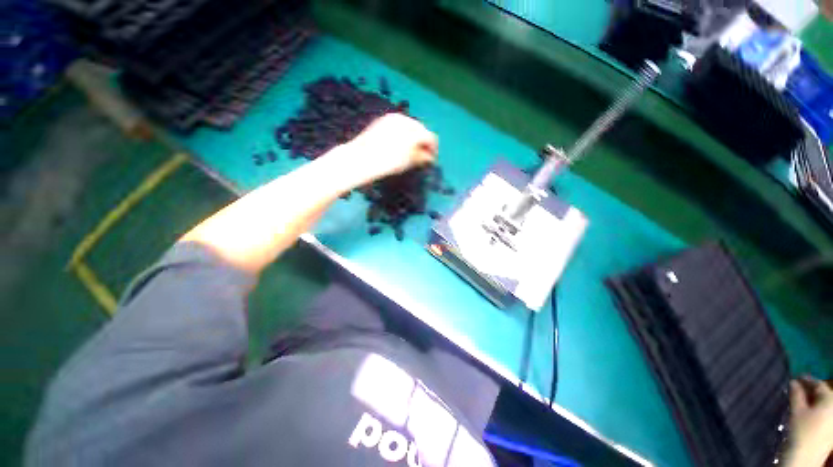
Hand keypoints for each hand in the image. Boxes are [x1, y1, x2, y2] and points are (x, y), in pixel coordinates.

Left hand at [344, 113, 438, 181]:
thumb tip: (429, 157)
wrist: (362, 158)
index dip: (433, 149)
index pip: (430, 138)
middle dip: (423, 142)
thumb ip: (422, 157)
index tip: (432, 159)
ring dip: (413, 137)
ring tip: (411, 151)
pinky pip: (399, 125)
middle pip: (421, 129)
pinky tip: (399, 144)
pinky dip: (403, 134)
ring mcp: (393, 118)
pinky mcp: (383, 120)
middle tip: (422, 155)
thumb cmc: (388, 162)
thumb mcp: (408, 161)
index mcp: (414, 130)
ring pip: (410, 126)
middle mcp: (406, 119)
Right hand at [784, 377, 832, 466]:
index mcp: (830, 398)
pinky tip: (807, 411)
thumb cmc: (801, 431)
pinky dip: (816, 408)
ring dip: (812, 399)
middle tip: (796, 388)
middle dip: (810, 391)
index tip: (794, 377)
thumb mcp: (797, 411)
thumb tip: (793, 381)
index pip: (817, 384)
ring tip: (800, 399)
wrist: (806, 456)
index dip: (805, 380)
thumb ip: (796, 394)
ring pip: (824, 403)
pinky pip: (825, 411)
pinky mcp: (831, 426)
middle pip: (823, 393)